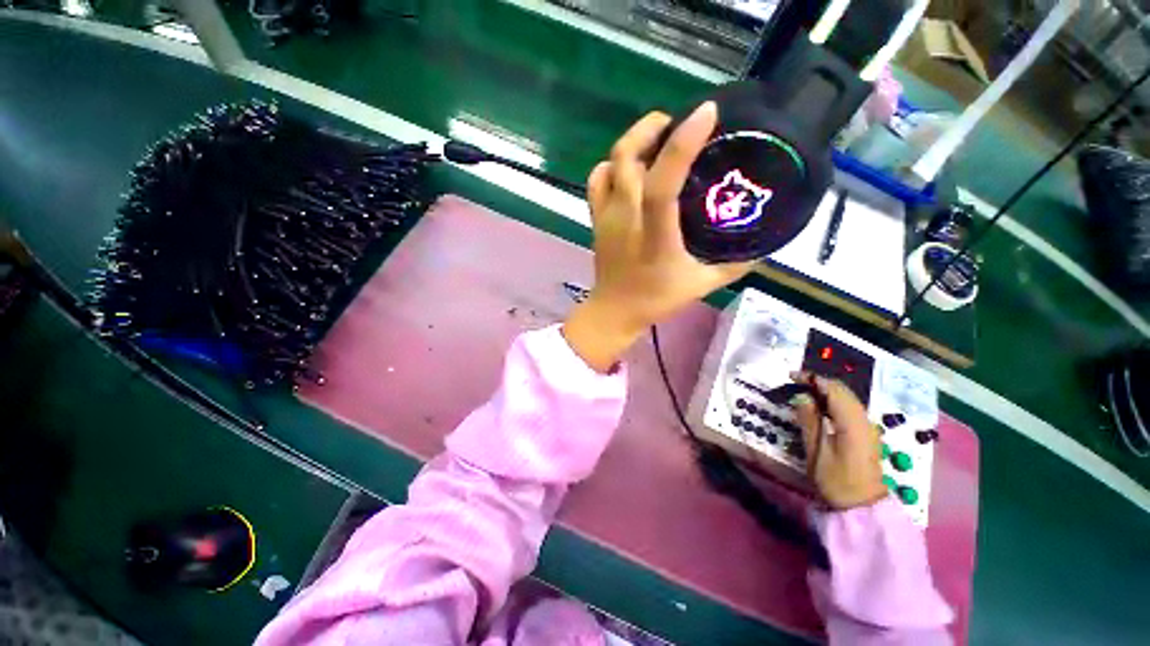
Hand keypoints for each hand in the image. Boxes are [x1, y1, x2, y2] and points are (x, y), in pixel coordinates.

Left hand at [563, 103, 753, 371]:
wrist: (614, 311)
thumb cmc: (654, 300)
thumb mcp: (701, 285)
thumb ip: (734, 266)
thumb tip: (762, 248)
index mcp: (654, 234)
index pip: (663, 182)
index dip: (683, 143)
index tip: (707, 113)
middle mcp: (626, 218)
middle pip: (626, 157)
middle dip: (651, 127)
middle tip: (677, 122)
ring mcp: (606, 216)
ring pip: (609, 163)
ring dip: (632, 142)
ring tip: (655, 139)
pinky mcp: (596, 219)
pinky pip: (597, 181)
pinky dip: (612, 165)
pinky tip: (629, 169)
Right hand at [790, 373, 887, 509]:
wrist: (862, 507)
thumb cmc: (836, 480)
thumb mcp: (816, 451)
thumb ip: (809, 420)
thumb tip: (801, 397)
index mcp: (853, 423)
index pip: (833, 389)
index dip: (812, 379)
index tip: (791, 376)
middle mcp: (864, 420)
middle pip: (843, 390)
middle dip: (819, 382)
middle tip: (795, 383)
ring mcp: (868, 427)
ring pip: (847, 398)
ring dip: (826, 391)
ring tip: (804, 392)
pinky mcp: (867, 433)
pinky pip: (850, 408)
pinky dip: (833, 401)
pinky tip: (820, 407)